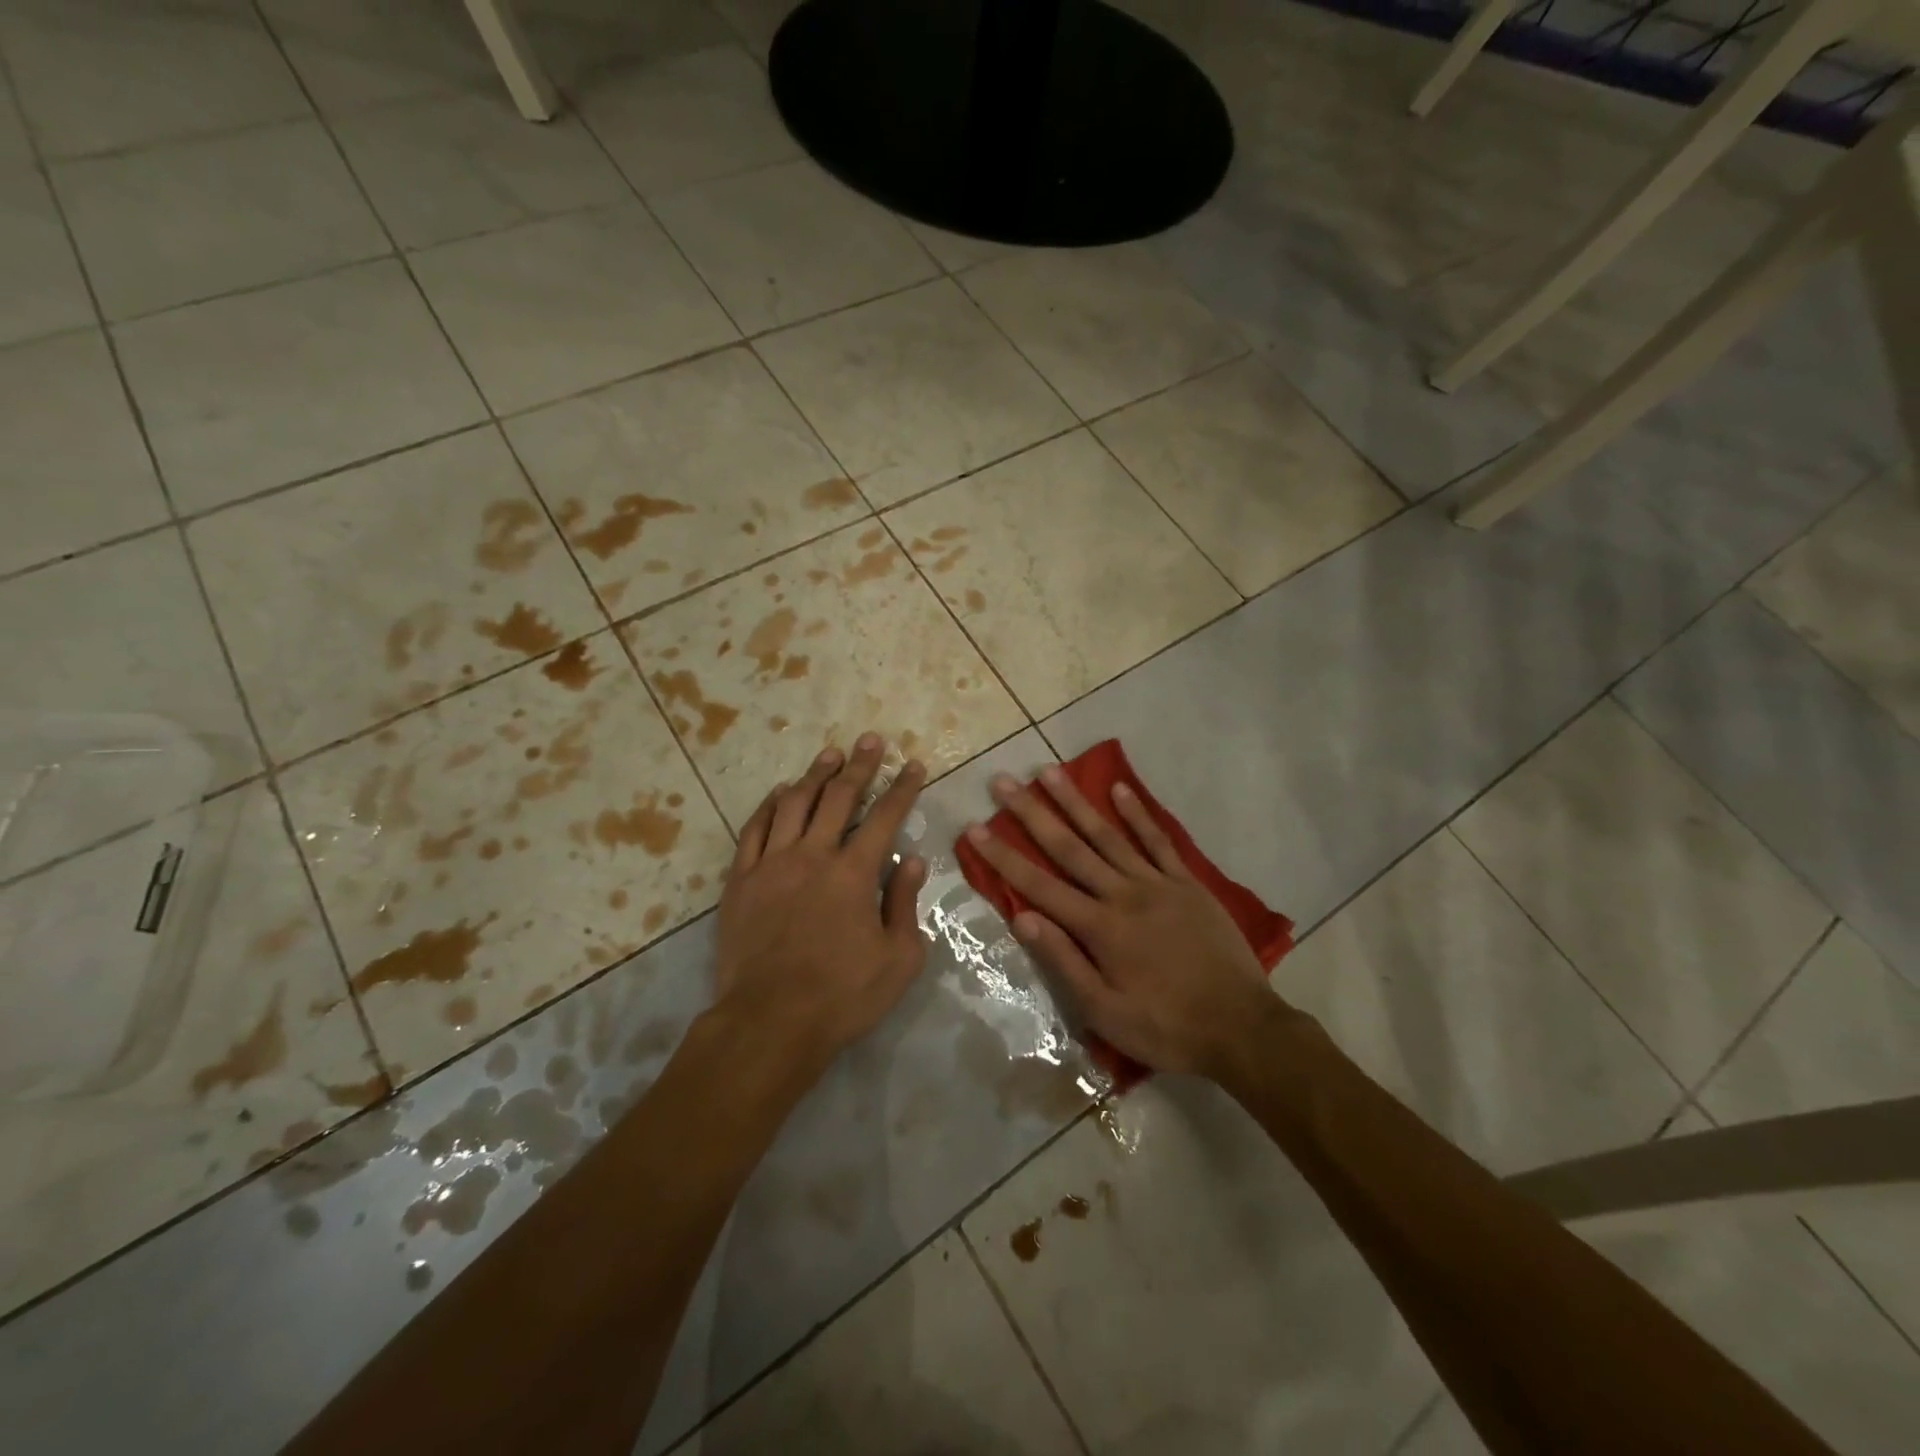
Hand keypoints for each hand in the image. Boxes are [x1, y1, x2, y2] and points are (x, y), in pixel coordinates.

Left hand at [714, 734, 928, 1078]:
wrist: (769, 1022)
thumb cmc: (843, 996)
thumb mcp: (898, 958)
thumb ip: (905, 903)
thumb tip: (912, 860)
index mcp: (854, 873)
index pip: (885, 817)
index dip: (902, 788)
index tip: (912, 765)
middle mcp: (813, 855)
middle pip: (838, 797)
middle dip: (859, 765)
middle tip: (871, 740)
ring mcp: (772, 864)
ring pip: (794, 803)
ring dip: (815, 775)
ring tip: (830, 755)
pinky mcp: (741, 880)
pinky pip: (754, 829)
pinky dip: (769, 806)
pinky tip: (778, 793)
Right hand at [965, 767, 1293, 1080]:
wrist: (1241, 1027)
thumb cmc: (1166, 1027)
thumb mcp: (1106, 1013)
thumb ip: (1064, 962)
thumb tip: (1023, 919)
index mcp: (1100, 928)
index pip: (1039, 886)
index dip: (1004, 857)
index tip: (975, 828)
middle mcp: (1123, 895)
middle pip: (1069, 848)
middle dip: (1032, 814)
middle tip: (1004, 781)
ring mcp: (1157, 884)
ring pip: (1108, 835)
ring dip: (1077, 802)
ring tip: (1050, 771)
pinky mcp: (1187, 884)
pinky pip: (1159, 841)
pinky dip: (1139, 814)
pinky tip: (1120, 789)